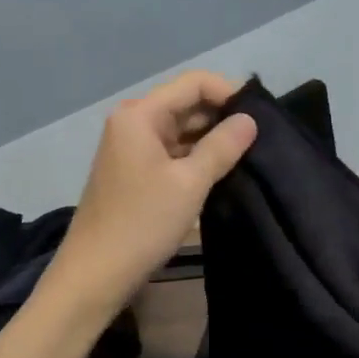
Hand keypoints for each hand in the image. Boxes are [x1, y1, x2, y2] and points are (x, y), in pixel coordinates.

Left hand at [46, 71, 256, 318]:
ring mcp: (132, 147)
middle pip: (186, 103)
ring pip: (181, 129)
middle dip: (223, 116)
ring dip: (212, 138)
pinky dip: (196, 156)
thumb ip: (222, 146)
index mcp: (140, 115)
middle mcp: (133, 123)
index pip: (194, 83)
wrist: (96, 274)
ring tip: (250, 153)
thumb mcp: (190, 183)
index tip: (261, 115)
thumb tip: (250, 120)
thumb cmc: (142, 223)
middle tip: (262, 137)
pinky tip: (223, 170)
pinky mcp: (136, 171)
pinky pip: (173, 151)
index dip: (229, 92)